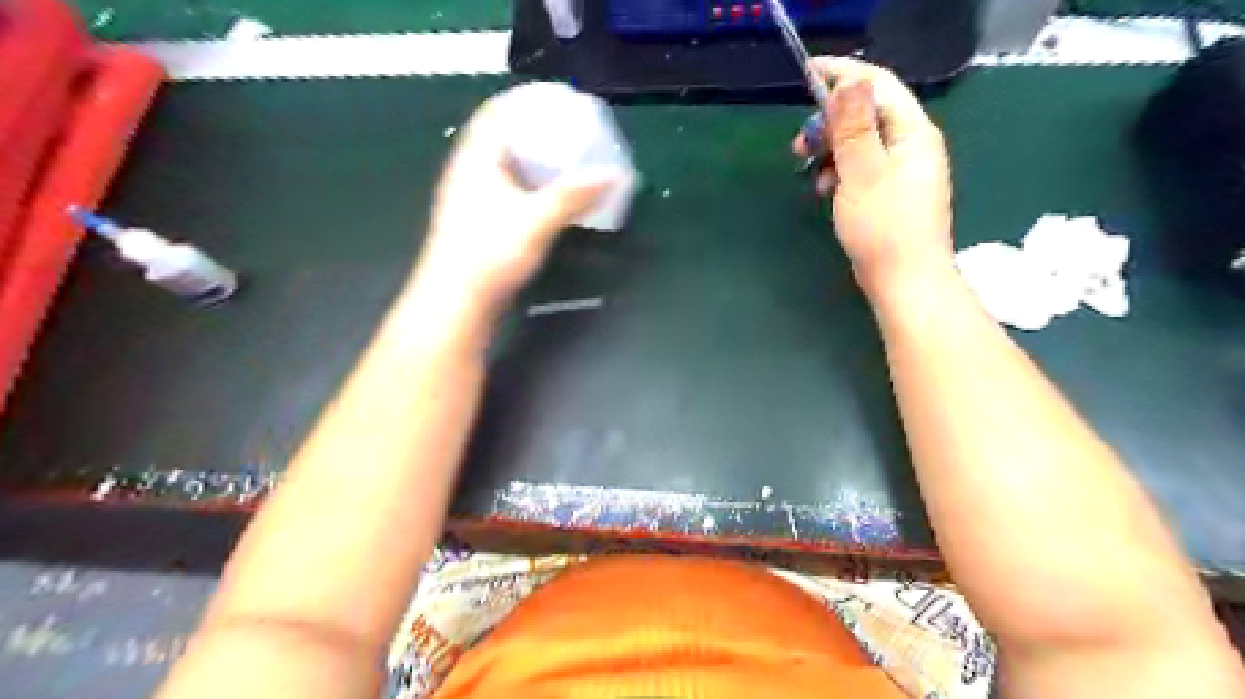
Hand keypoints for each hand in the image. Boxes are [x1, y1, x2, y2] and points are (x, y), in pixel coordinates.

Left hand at [411, 95, 622, 314]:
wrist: (456, 301)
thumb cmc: (491, 252)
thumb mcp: (538, 219)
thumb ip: (574, 195)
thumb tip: (613, 174)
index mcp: (477, 158)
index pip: (496, 112)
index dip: (525, 101)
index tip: (557, 101)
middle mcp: (468, 171)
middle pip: (500, 137)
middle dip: (533, 130)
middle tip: (567, 130)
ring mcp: (469, 198)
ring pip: (502, 166)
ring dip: (530, 159)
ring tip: (562, 159)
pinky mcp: (476, 222)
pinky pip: (503, 188)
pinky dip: (526, 183)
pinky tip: (545, 196)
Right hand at [792, 55, 953, 292]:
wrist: (904, 281)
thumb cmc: (883, 228)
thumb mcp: (863, 173)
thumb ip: (854, 128)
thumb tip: (849, 83)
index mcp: (912, 133)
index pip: (877, 86)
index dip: (843, 74)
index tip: (807, 73)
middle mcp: (910, 145)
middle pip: (866, 115)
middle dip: (829, 121)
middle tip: (798, 142)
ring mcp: (901, 171)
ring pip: (859, 143)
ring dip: (830, 148)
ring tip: (806, 166)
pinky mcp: (888, 193)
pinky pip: (860, 167)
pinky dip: (838, 171)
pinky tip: (824, 189)